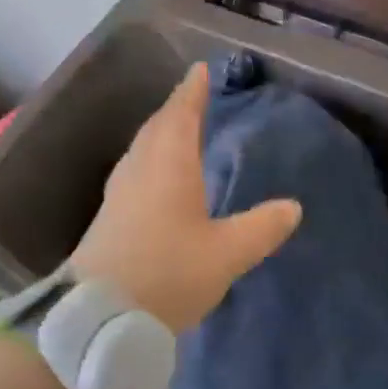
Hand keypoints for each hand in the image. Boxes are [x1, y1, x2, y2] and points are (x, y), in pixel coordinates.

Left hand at [68, 63, 301, 333]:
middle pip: (158, 126)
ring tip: (179, 128)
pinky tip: (158, 176)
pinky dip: (151, 157)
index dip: (192, 91)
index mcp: (169, 165)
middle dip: (177, 107)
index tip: (199, 69)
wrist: (95, 319)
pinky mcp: (109, 218)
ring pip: (143, 148)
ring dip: (162, 131)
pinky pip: (135, 169)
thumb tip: (293, 206)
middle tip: (194, 95)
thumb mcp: (227, 253)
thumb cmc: (167, 273)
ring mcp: (119, 193)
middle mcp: (141, 170)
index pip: (181, 114)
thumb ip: (261, 227)